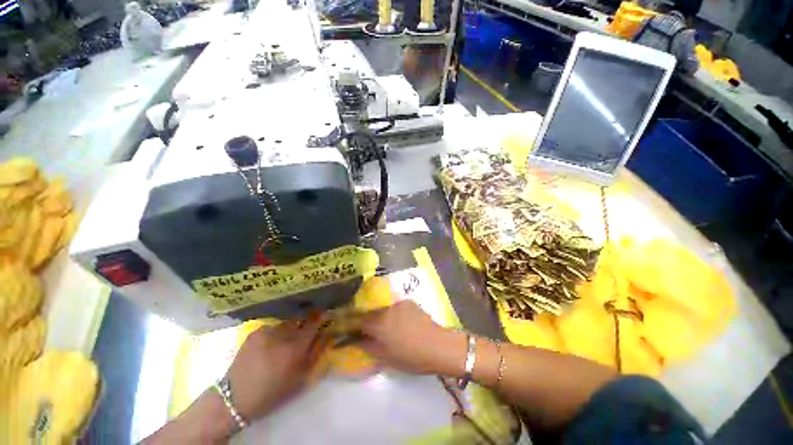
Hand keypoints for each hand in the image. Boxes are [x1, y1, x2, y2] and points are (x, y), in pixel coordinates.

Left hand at [226, 316, 327, 421]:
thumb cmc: (273, 392)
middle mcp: (283, 334)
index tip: (326, 314)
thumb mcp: (301, 378)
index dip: (322, 316)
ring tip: (285, 340)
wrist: (236, 398)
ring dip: (290, 328)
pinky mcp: (255, 332)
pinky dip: (276, 333)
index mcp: (296, 346)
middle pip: (301, 318)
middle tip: (306, 330)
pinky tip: (270, 345)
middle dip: (306, 321)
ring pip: (286, 323)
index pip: (314, 321)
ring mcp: (267, 331)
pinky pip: (272, 327)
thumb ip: (317, 354)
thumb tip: (327, 335)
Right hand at [358, 300, 465, 375]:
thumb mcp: (385, 357)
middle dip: (363, 319)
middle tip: (364, 329)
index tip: (343, 328)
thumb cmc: (411, 356)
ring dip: (377, 315)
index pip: (356, 319)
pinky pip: (393, 306)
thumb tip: (353, 339)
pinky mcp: (408, 301)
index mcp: (378, 322)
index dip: (348, 323)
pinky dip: (390, 313)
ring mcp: (398, 302)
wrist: (439, 345)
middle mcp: (385, 308)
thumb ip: (367, 345)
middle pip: (368, 311)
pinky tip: (397, 322)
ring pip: (381, 307)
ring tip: (382, 327)